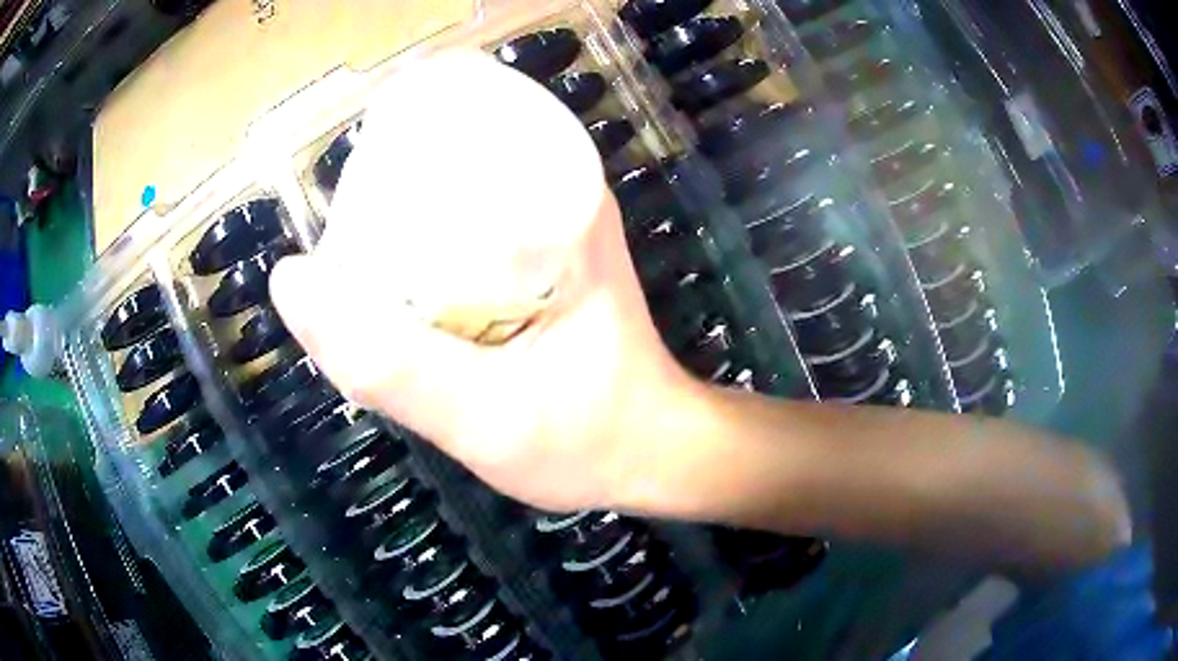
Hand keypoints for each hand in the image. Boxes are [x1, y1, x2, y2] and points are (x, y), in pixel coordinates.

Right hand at [271, 52, 689, 512]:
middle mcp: (557, 199)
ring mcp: (550, 233)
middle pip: (445, 163)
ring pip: (451, 203)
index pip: (455, 122)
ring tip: (352, 266)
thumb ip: (388, 363)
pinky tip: (394, 291)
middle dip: (383, 192)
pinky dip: (423, 256)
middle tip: (338, 245)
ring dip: (398, 224)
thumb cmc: (588, 440)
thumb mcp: (483, 415)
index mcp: (558, 197)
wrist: (653, 459)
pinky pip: (465, 240)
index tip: (342, 192)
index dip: (387, 144)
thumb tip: (289, 281)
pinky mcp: (539, 269)